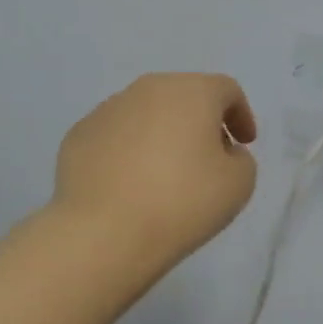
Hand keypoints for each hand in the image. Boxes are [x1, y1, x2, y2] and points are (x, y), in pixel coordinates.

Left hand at [52, 73, 258, 275]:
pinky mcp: (78, 136)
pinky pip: (115, 136)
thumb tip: (221, 151)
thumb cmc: (182, 203)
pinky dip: (129, 151)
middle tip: (209, 157)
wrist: (103, 233)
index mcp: (191, 92)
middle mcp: (147, 90)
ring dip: (163, 134)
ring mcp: (107, 110)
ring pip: (146, 114)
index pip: (225, 90)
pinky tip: (131, 185)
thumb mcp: (239, 184)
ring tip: (166, 174)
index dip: (241, 114)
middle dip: (200, 121)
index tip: (244, 144)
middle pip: (183, 96)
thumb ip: (240, 159)